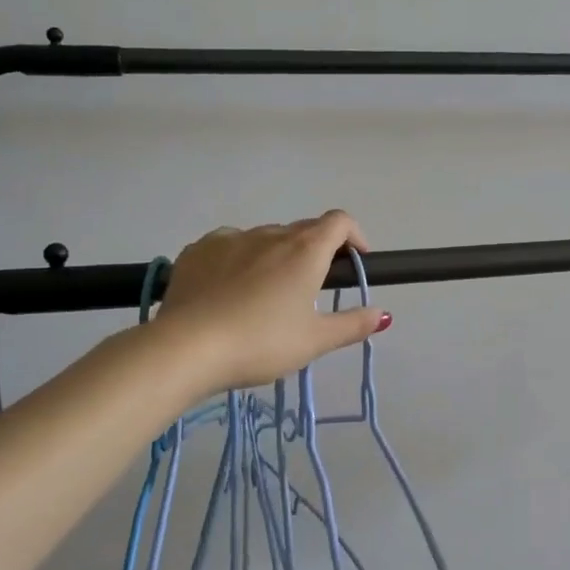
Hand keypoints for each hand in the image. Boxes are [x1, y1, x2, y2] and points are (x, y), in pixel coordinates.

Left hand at [159, 210, 390, 391]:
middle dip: (315, 251)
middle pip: (303, 230)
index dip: (353, 236)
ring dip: (275, 256)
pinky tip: (228, 291)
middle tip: (312, 289)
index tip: (354, 262)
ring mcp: (230, 238)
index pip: (340, 222)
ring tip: (266, 295)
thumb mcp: (314, 341)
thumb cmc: (261, 343)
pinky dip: (239, 260)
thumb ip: (352, 324)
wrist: (186, 348)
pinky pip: (229, 246)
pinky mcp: (198, 250)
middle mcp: (270, 234)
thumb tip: (383, 314)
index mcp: (305, 250)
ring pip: (264, 239)